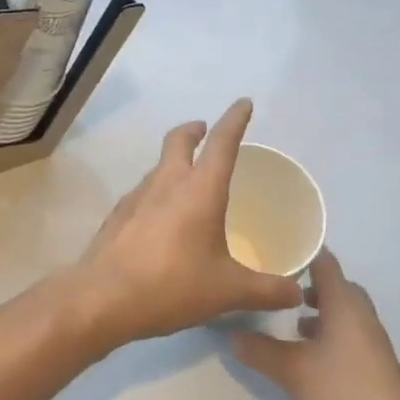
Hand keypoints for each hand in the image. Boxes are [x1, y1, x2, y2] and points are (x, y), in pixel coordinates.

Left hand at [68, 99, 303, 349]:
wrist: (103, 296)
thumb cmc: (172, 284)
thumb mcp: (228, 291)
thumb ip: (266, 290)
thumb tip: (295, 290)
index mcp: (200, 190)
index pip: (222, 143)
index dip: (235, 120)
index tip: (243, 103)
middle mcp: (168, 182)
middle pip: (180, 140)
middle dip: (195, 130)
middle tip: (205, 131)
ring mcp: (138, 195)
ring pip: (160, 165)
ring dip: (175, 161)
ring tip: (189, 181)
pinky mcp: (119, 213)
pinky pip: (144, 191)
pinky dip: (158, 191)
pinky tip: (163, 219)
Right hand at [231, 249, 399, 399]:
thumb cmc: (344, 393)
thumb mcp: (292, 372)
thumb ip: (259, 351)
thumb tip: (231, 335)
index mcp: (344, 302)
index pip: (323, 260)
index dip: (299, 252)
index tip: (272, 251)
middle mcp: (361, 313)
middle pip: (335, 284)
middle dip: (307, 283)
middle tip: (277, 286)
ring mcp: (373, 339)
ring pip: (343, 310)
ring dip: (320, 310)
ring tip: (292, 322)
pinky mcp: (376, 362)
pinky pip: (350, 332)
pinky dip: (331, 332)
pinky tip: (312, 354)